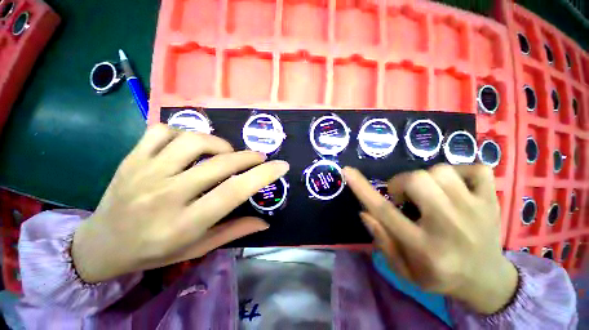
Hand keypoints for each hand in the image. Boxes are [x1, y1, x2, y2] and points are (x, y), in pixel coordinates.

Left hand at [72, 124, 288, 282]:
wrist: (101, 245)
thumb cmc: (153, 251)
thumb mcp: (197, 248)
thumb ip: (233, 231)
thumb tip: (265, 222)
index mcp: (185, 222)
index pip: (234, 192)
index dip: (263, 175)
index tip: (281, 166)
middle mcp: (166, 195)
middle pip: (220, 164)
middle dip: (249, 157)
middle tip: (259, 158)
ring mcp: (145, 172)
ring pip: (193, 141)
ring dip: (219, 144)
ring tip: (225, 153)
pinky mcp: (131, 159)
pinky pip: (162, 131)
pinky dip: (183, 132)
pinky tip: (189, 146)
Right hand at [343, 164, 517, 314]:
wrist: (488, 280)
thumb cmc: (440, 276)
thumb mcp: (403, 270)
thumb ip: (382, 240)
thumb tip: (364, 212)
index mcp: (423, 247)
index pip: (384, 211)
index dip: (362, 188)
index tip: (347, 170)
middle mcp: (449, 225)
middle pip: (417, 180)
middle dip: (401, 183)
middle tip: (405, 197)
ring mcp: (476, 210)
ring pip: (441, 171)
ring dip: (426, 178)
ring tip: (429, 195)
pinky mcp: (492, 201)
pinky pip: (475, 169)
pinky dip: (461, 172)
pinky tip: (457, 187)